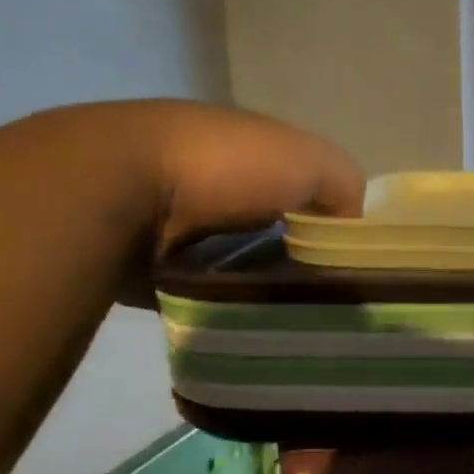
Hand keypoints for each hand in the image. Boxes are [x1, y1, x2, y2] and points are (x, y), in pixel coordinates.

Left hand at [22, 100, 365, 305]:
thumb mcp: (305, 159)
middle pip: (269, 231)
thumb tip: (353, 224)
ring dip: (259, 285)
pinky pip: (203, 289)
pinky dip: (222, 303)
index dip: (327, 221)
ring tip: (289, 319)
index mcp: (248, 151)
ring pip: (237, 263)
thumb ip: (342, 183)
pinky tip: (245, 322)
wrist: (119, 192)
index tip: (345, 261)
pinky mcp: (153, 264)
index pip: (301, 189)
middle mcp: (214, 183)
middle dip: (294, 261)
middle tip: (321, 300)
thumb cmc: (222, 168)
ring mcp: (177, 223)